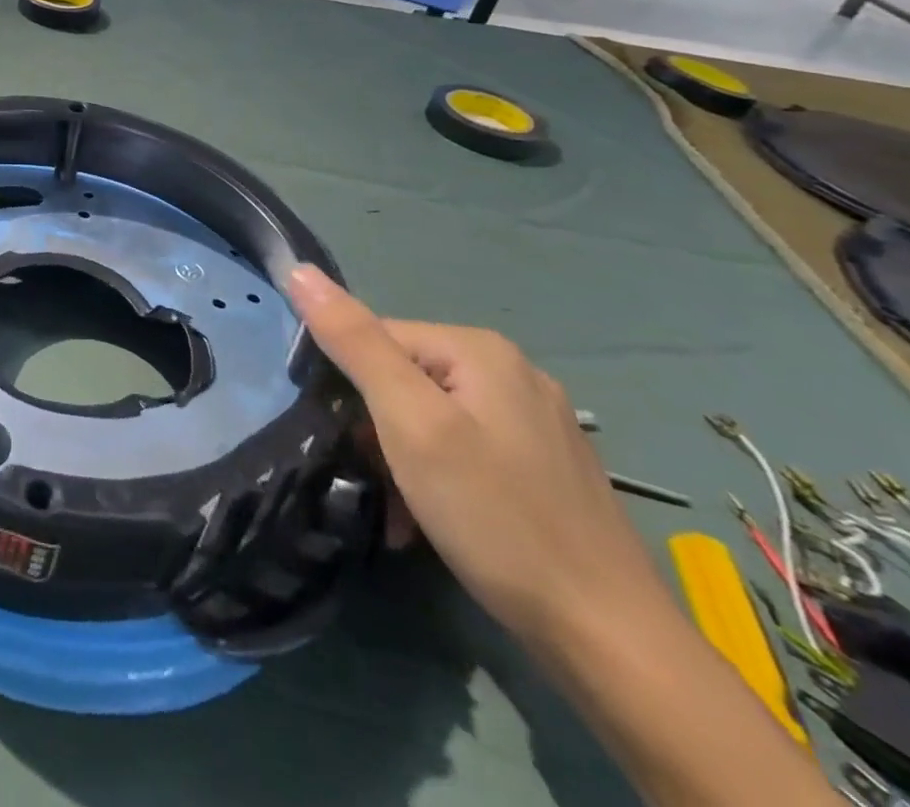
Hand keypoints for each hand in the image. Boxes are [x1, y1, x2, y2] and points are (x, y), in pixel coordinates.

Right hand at [287, 266, 671, 653]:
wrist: (610, 640)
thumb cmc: (495, 517)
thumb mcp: (410, 422)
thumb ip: (354, 342)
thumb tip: (298, 269)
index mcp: (479, 349)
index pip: (376, 338)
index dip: (346, 383)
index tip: (342, 439)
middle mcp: (511, 371)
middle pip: (403, 376)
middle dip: (375, 426)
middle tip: (373, 480)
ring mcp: (534, 420)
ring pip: (430, 416)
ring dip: (400, 457)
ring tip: (397, 508)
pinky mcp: (543, 465)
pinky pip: (463, 448)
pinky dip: (435, 476)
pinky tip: (430, 517)